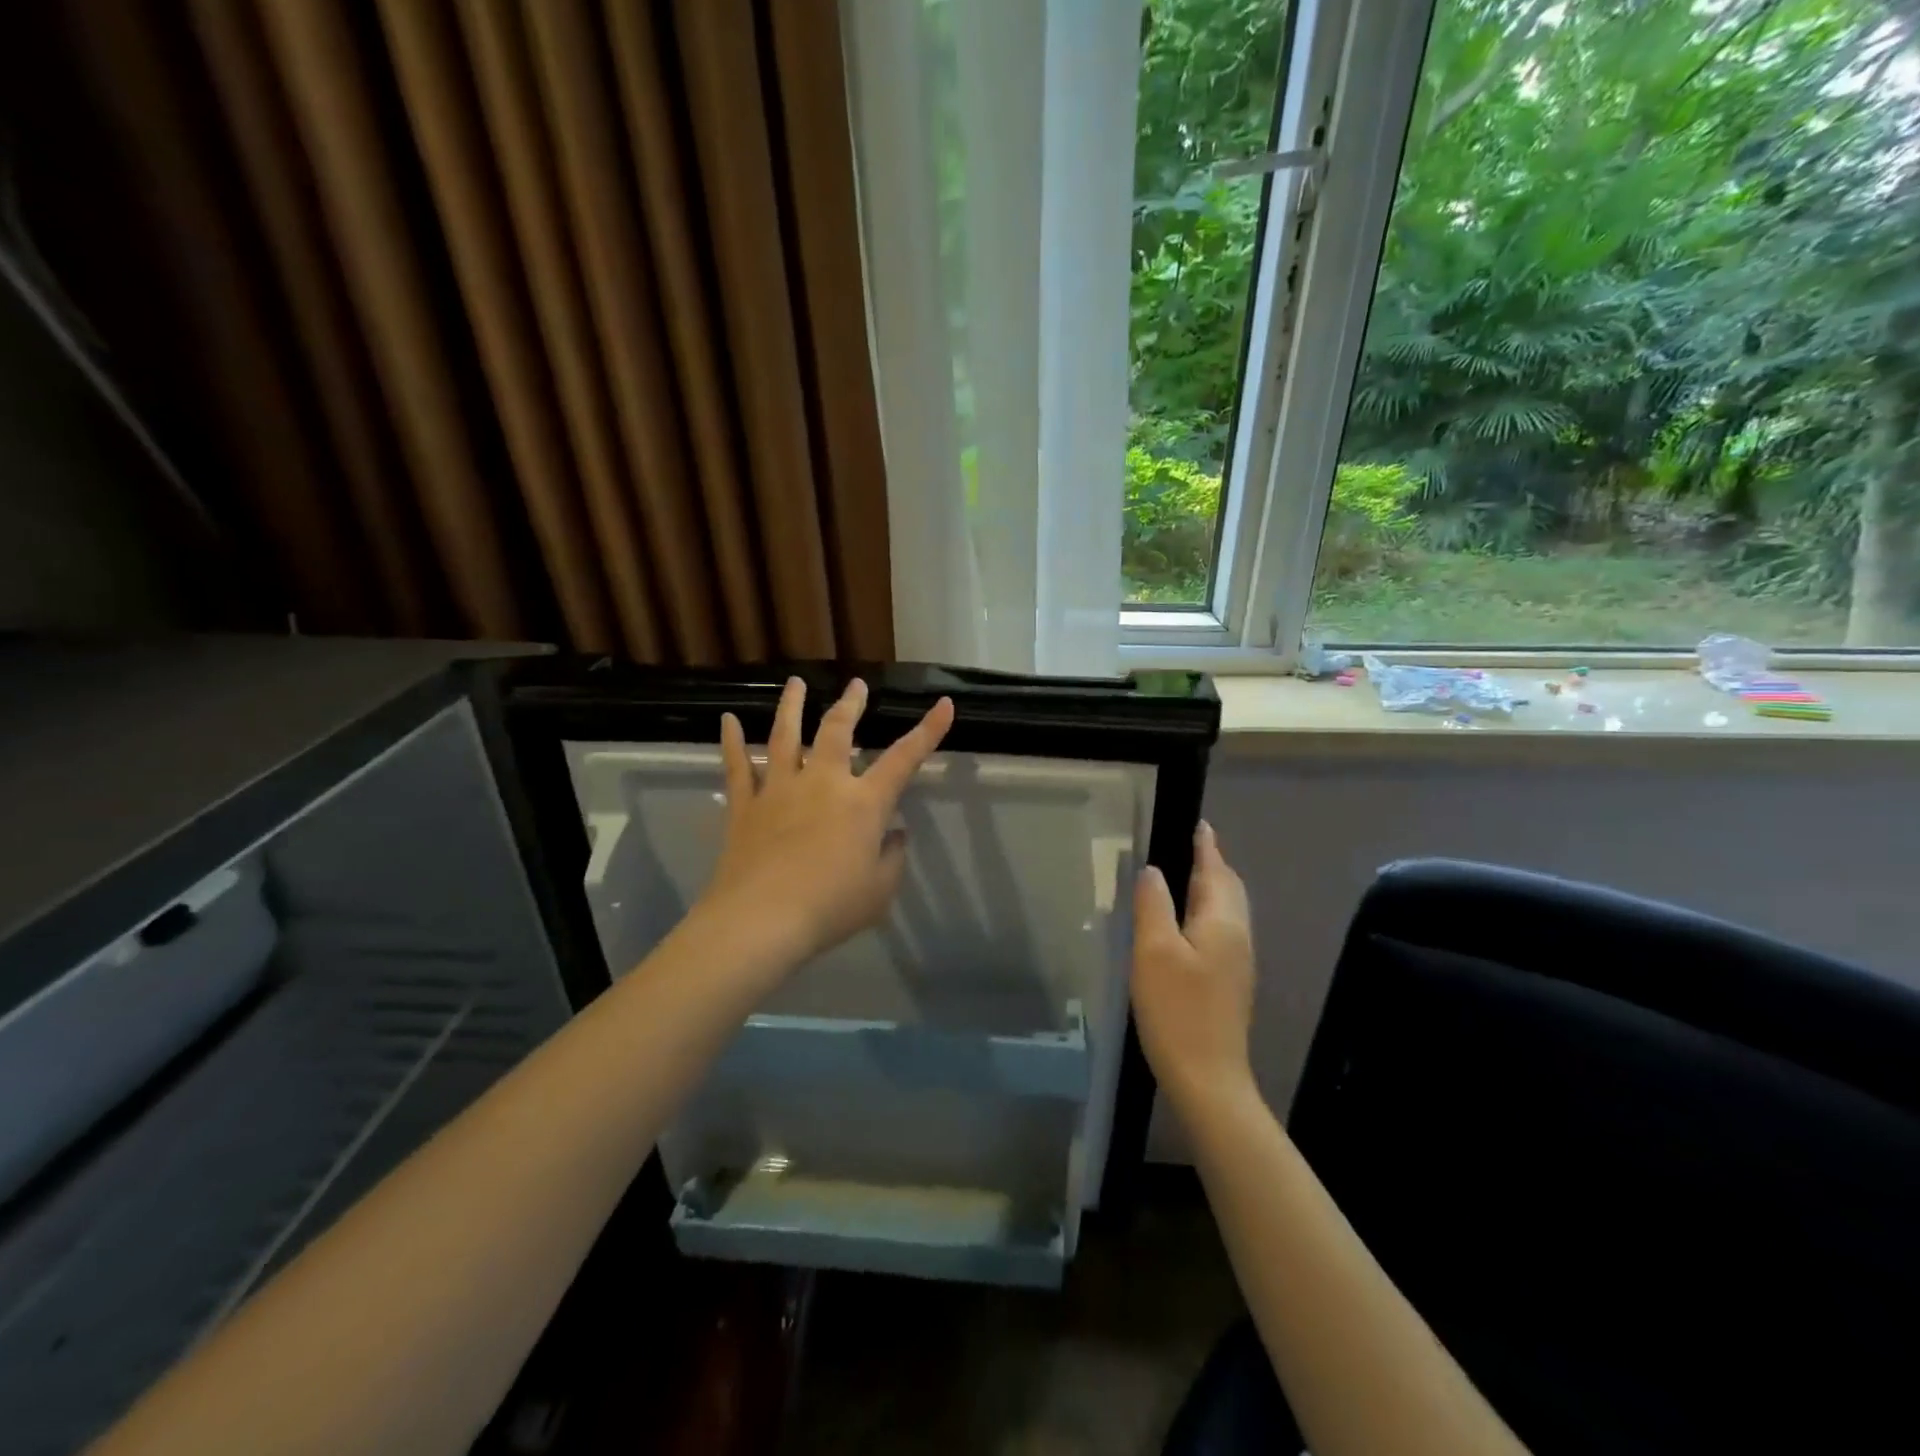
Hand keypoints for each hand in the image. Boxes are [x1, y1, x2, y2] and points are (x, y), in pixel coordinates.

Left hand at [701, 676, 954, 970]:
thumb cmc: (831, 907)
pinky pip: (737, 766)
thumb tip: (894, 834)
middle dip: (850, 704)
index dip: (927, 731)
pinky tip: (728, 720)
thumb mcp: (880, 890)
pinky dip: (732, 741)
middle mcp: (822, 783)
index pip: (903, 759)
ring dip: (791, 706)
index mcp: (863, 803)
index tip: (943, 704)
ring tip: (795, 683)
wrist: (762, 920)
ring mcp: (780, 789)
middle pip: (837, 731)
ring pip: (785, 735)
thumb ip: (892, 857)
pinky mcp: (745, 805)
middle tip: (856, 685)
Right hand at [1132, 821, 1256, 1110]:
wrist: (1208, 1079)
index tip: (1199, 824)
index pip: (1215, 871)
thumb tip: (1153, 871)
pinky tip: (1187, 924)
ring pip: (1228, 911)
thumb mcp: (1153, 952)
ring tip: (1186, 877)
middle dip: (1213, 864)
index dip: (1205, 846)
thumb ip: (1153, 905)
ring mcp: (1238, 962)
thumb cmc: (1177, 1011)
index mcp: (1222, 923)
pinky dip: (1207, 912)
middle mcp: (1238, 937)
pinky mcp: (1231, 983)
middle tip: (1191, 846)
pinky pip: (1222, 930)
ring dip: (1211, 888)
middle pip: (1229, 889)